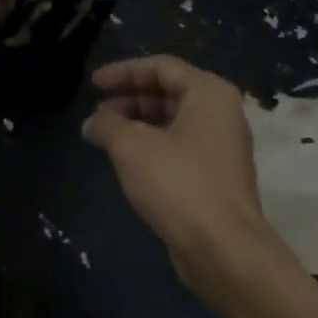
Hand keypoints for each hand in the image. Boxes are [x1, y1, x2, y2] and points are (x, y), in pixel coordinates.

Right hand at [81, 55, 297, 308]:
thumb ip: (107, 124)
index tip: (93, 84)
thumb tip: (92, 123)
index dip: (123, 71)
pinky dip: (149, 146)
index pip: (160, 66)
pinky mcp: (214, 176)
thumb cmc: (179, 183)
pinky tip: (125, 161)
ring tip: (103, 137)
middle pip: (167, 92)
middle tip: (97, 114)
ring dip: (136, 124)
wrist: (224, 250)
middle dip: (128, 99)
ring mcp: (220, 147)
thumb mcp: (131, 146)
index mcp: (208, 93)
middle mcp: (220, 114)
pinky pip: (177, 147)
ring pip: (171, 121)